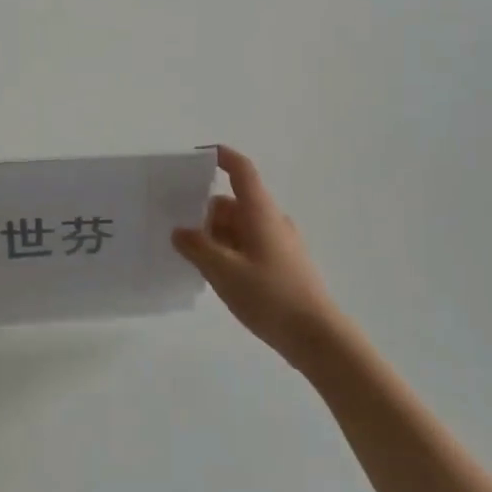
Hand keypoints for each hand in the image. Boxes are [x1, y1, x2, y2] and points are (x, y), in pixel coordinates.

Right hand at [172, 146, 349, 371]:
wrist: (316, 335)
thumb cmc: (270, 296)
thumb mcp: (223, 271)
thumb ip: (197, 247)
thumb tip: (180, 231)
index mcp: (260, 212)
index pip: (242, 171)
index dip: (222, 158)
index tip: (198, 156)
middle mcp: (272, 221)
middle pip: (234, 203)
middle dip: (205, 211)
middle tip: (175, 226)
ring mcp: (280, 244)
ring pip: (240, 227)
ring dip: (215, 235)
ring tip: (189, 256)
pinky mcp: (282, 265)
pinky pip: (248, 246)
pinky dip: (228, 251)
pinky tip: (214, 274)